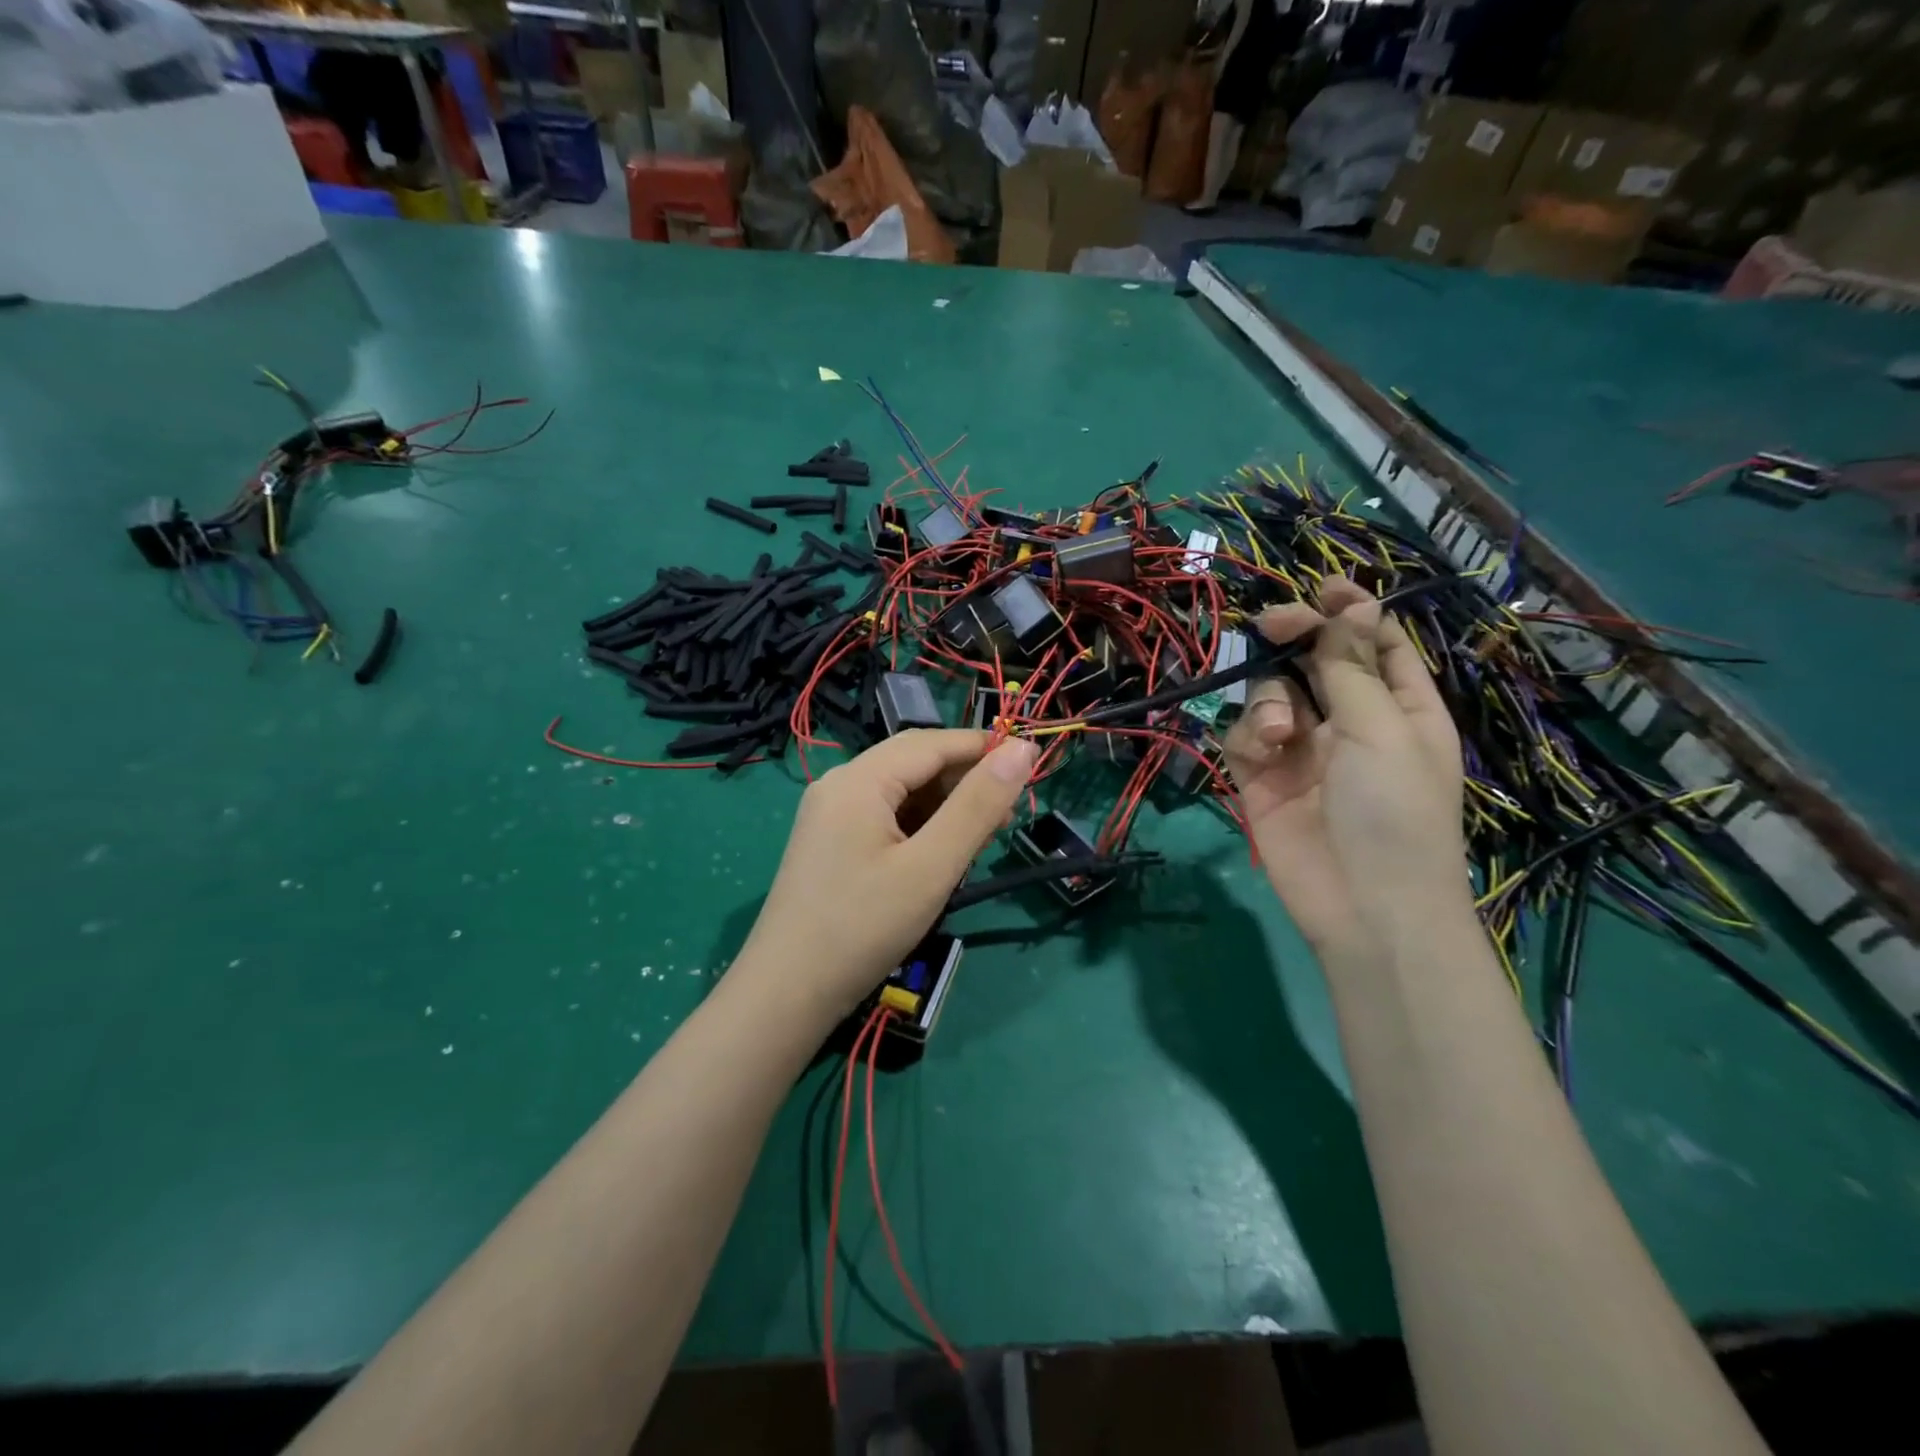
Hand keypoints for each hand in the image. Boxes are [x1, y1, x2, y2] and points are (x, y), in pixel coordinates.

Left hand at [732, 729, 1037, 1020]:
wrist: (786, 994)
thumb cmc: (863, 927)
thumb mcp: (932, 866)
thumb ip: (978, 806)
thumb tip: (1021, 750)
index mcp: (859, 779)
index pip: (932, 742)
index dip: (983, 748)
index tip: (1030, 766)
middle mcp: (840, 784)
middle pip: (914, 763)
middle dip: (965, 780)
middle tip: (1008, 814)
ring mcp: (830, 814)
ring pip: (901, 791)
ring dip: (945, 806)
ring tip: (982, 839)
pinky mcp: (831, 842)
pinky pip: (885, 817)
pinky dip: (920, 827)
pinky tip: (941, 856)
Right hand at [1222, 576, 1467, 955]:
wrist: (1364, 907)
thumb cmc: (1395, 812)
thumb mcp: (1383, 728)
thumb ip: (1352, 666)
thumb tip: (1350, 604)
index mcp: (1400, 708)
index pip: (1375, 645)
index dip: (1350, 613)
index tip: (1321, 587)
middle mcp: (1350, 722)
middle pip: (1315, 661)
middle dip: (1295, 639)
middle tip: (1272, 623)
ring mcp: (1303, 751)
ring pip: (1273, 694)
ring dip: (1271, 698)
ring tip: (1279, 728)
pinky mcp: (1262, 779)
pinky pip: (1245, 735)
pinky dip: (1249, 734)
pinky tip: (1263, 750)